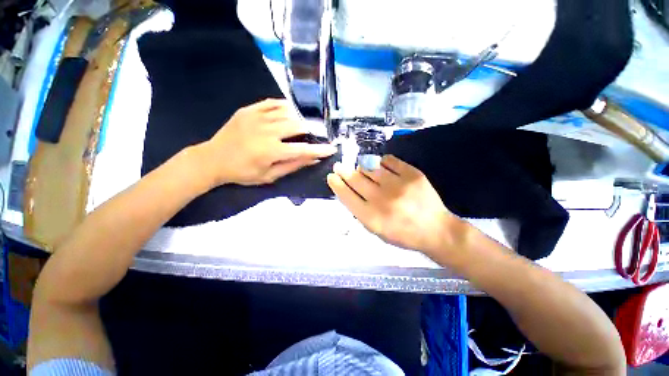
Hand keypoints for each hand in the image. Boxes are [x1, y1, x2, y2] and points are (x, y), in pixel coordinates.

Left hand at [201, 99, 336, 185]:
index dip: (320, 149)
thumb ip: (293, 166)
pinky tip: (290, 111)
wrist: (213, 159)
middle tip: (318, 133)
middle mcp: (266, 131)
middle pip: (298, 125)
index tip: (332, 148)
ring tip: (306, 123)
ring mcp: (256, 117)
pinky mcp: (249, 110)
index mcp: (271, 151)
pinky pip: (272, 103)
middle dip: (312, 130)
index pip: (303, 149)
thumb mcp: (269, 176)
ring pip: (287, 112)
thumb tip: (313, 159)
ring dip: (300, 118)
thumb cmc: (243, 172)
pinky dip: (285, 106)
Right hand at [327, 155, 457, 254]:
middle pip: (356, 179)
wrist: (435, 230)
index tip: (332, 176)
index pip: (347, 196)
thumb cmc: (403, 234)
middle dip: (344, 171)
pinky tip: (381, 165)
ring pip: (370, 168)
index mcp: (371, 217)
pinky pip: (389, 160)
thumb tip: (349, 190)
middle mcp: (382, 200)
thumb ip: (361, 211)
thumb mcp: (376, 230)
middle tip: (339, 166)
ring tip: (361, 168)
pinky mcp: (412, 174)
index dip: (337, 184)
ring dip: (362, 167)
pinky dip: (382, 161)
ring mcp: (397, 185)